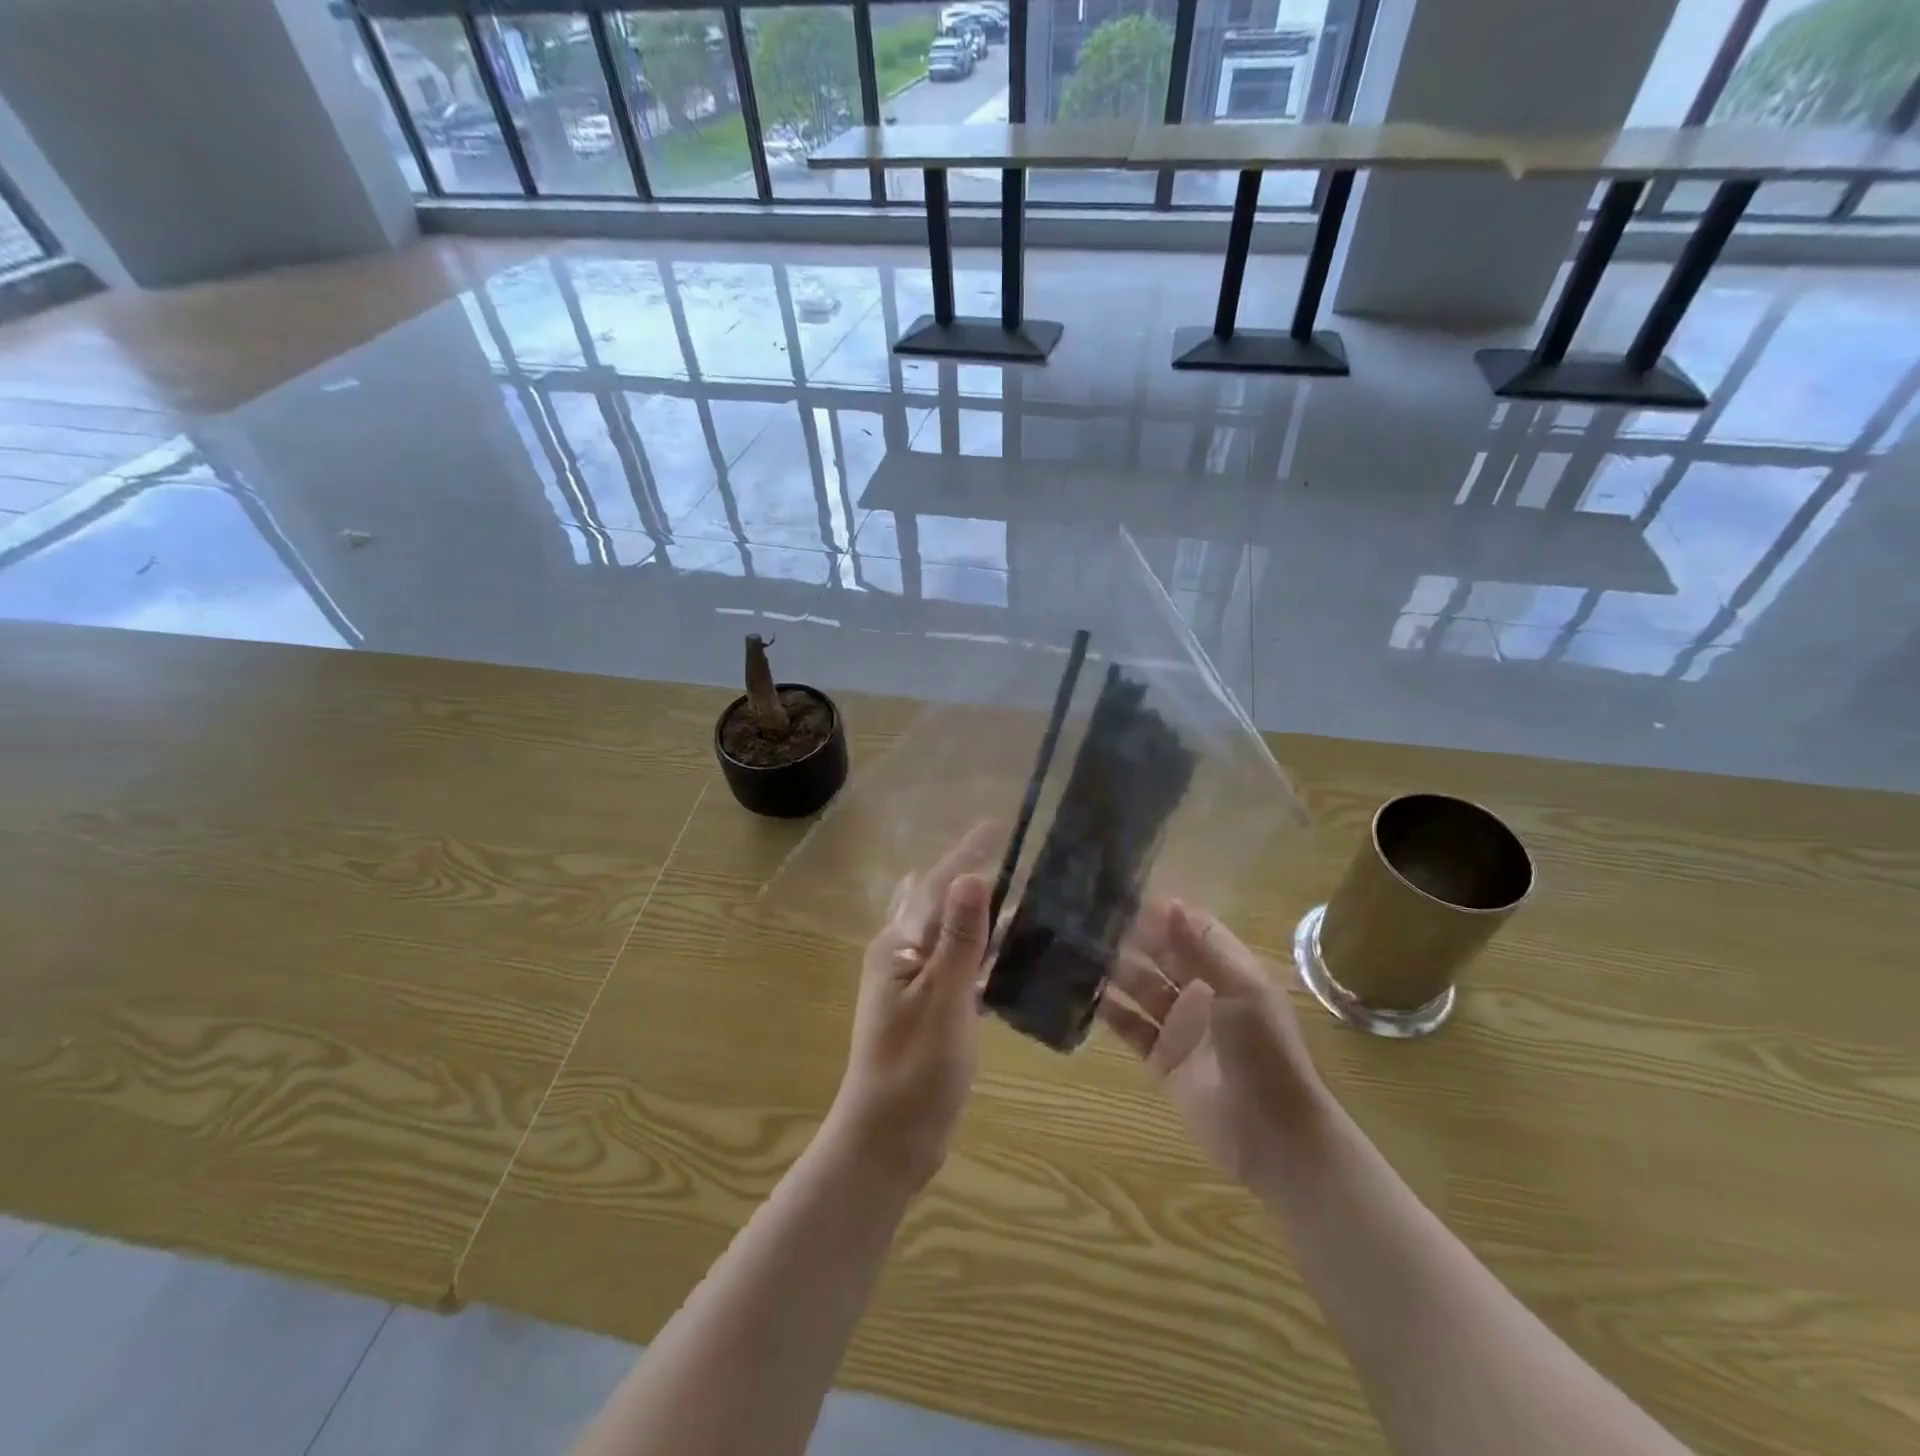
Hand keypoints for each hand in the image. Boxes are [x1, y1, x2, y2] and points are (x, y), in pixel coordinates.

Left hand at [826, 827, 996, 1192]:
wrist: (889, 1142)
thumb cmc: (914, 1068)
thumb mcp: (942, 999)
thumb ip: (959, 939)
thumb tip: (971, 875)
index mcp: (897, 946)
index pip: (935, 885)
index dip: (966, 854)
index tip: (996, 825)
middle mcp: (903, 957)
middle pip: (945, 906)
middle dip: (977, 881)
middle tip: (1022, 861)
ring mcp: (917, 986)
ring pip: (957, 939)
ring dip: (987, 920)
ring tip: (1031, 902)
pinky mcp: (933, 1012)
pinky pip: (964, 970)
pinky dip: (988, 958)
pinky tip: (1019, 958)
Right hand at [1100, 900, 1324, 1184]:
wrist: (1273, 1135)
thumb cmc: (1264, 1052)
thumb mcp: (1239, 991)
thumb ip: (1200, 948)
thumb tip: (1169, 903)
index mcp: (1228, 970)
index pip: (1190, 929)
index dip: (1161, 913)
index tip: (1123, 895)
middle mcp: (1201, 991)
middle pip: (1161, 955)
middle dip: (1131, 938)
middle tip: (1088, 919)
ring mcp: (1180, 1025)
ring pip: (1140, 987)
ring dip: (1114, 971)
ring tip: (1076, 951)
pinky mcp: (1161, 1057)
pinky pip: (1130, 1027)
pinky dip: (1108, 1011)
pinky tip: (1081, 994)